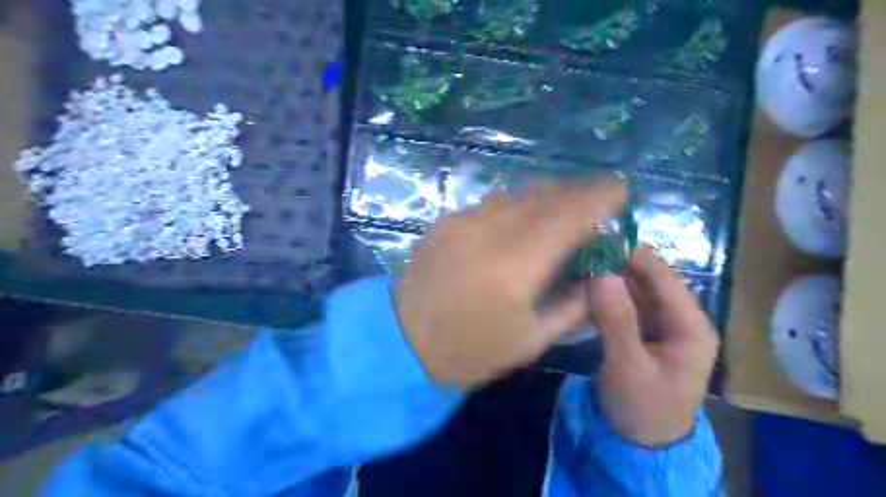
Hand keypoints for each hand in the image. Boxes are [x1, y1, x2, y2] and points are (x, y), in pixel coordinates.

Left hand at [394, 179, 628, 387]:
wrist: (402, 341)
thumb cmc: (470, 350)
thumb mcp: (531, 340)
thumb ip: (572, 304)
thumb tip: (598, 276)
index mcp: (517, 265)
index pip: (569, 215)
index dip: (599, 197)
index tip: (620, 191)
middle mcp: (490, 232)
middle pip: (544, 196)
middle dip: (576, 192)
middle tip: (595, 197)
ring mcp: (462, 222)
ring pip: (516, 196)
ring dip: (545, 197)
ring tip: (561, 206)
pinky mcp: (444, 222)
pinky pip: (489, 205)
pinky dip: (513, 207)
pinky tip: (518, 220)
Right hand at [587, 246, 717, 446]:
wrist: (641, 444)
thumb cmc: (643, 408)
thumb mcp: (628, 367)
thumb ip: (616, 320)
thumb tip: (601, 274)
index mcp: (691, 327)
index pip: (664, 279)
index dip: (635, 256)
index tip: (601, 236)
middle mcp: (680, 319)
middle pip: (649, 280)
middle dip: (618, 264)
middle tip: (583, 246)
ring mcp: (661, 324)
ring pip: (635, 290)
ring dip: (609, 277)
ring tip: (580, 259)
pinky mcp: (643, 330)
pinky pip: (625, 304)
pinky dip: (606, 294)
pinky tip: (583, 284)